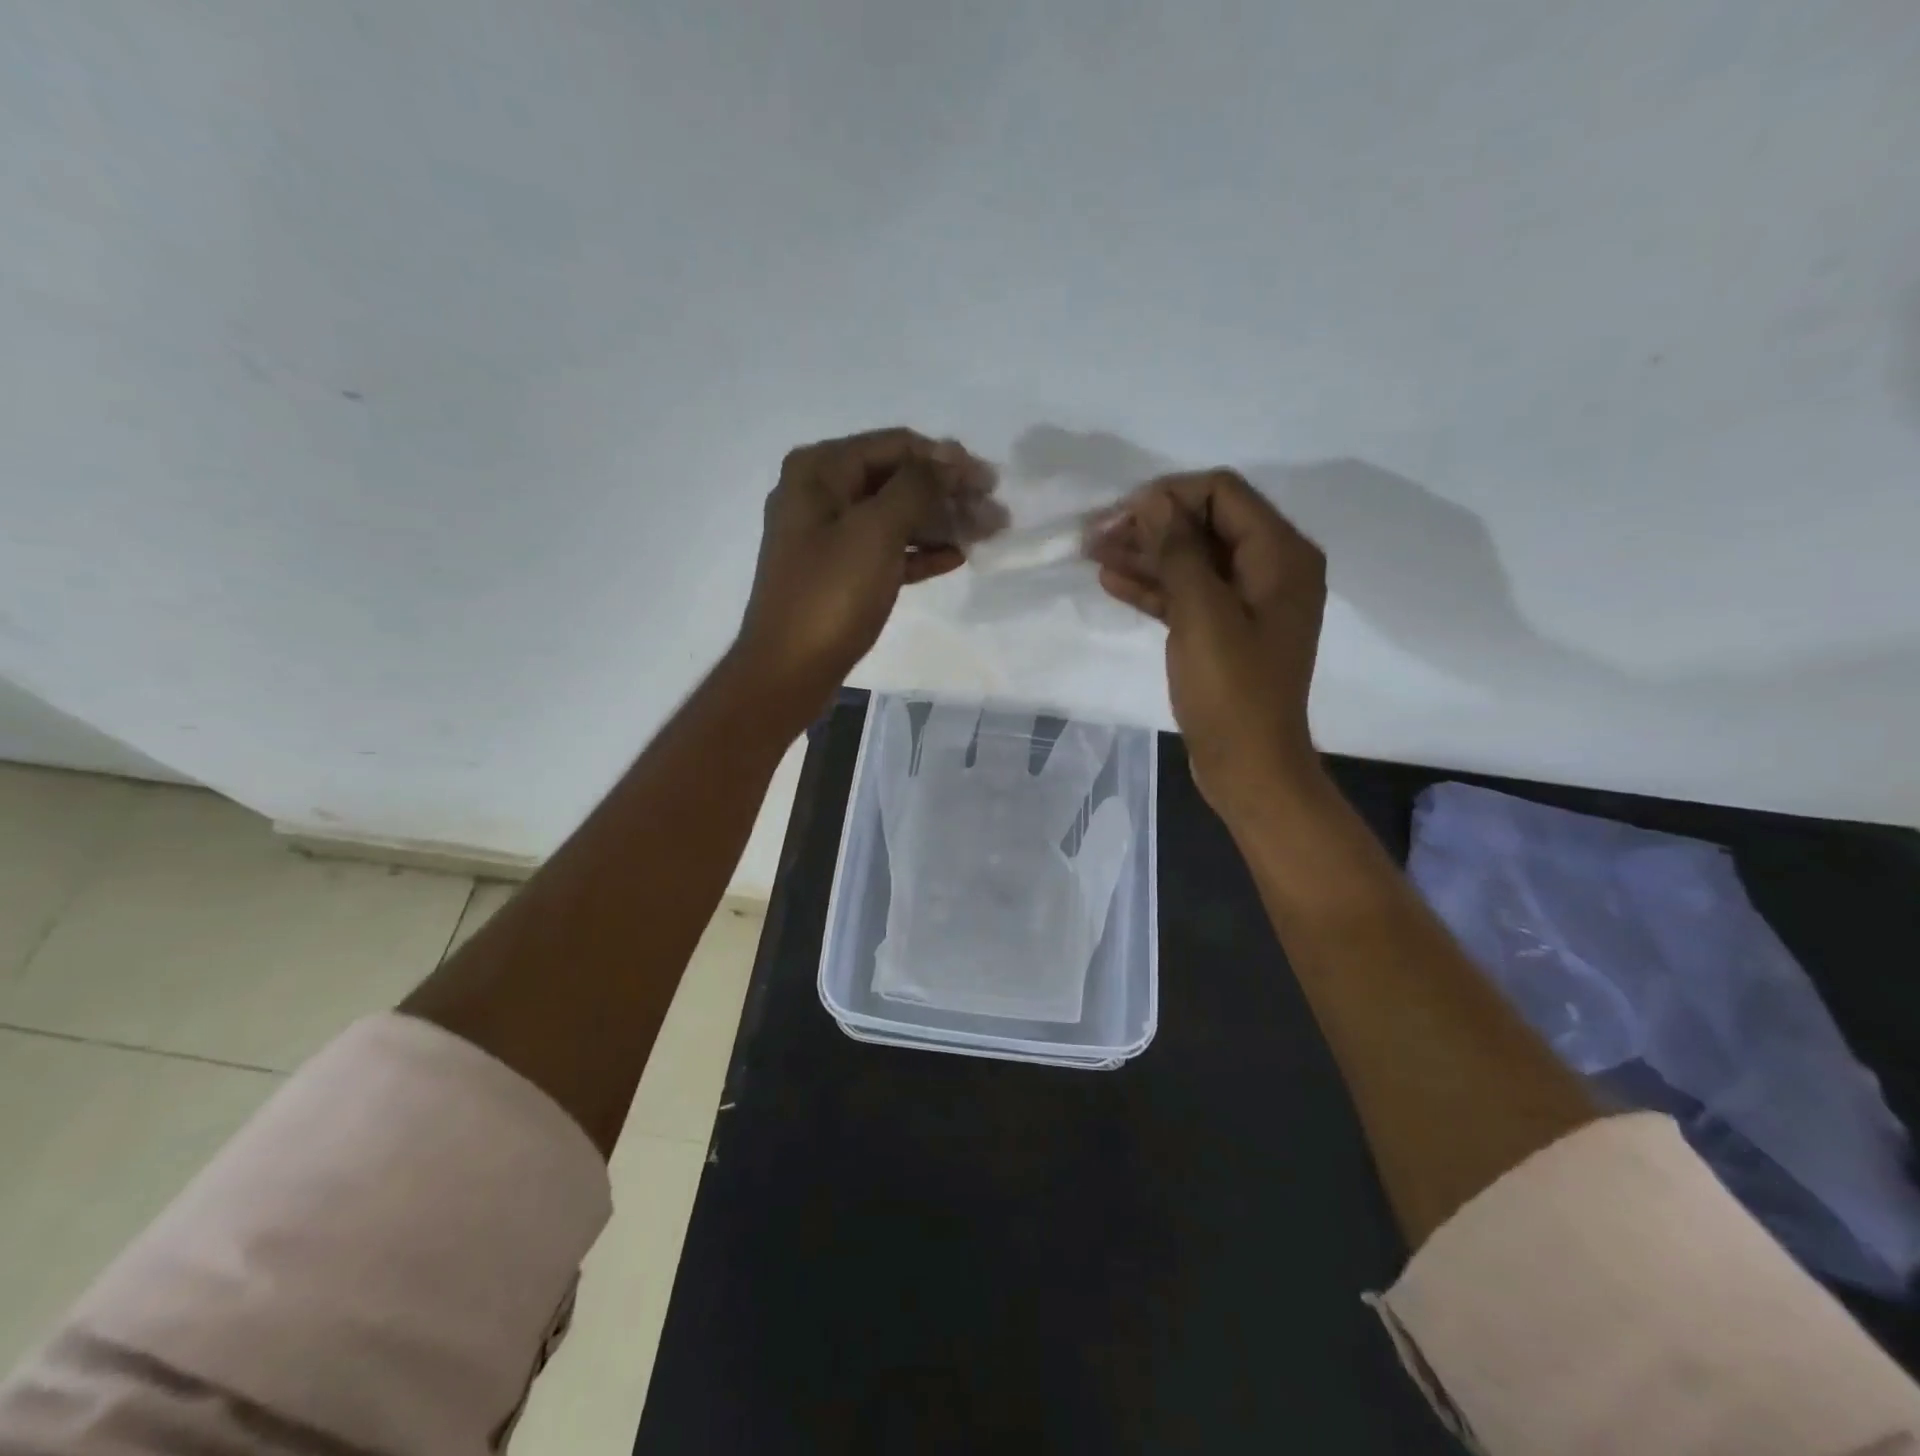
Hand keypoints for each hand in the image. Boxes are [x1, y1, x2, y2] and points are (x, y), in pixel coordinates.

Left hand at [733, 427, 1001, 716]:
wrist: (788, 670)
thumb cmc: (830, 594)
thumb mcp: (876, 531)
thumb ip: (917, 486)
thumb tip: (948, 458)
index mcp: (819, 470)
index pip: (895, 445)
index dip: (946, 459)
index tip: (989, 481)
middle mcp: (820, 493)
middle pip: (897, 480)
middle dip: (948, 494)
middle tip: (995, 513)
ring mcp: (829, 536)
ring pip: (895, 517)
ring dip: (941, 523)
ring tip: (987, 535)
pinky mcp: (839, 573)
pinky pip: (887, 550)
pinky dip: (920, 552)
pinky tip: (956, 558)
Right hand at [1089, 469, 1327, 815]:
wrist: (1247, 765)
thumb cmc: (1231, 690)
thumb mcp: (1202, 613)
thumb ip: (1179, 550)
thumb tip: (1153, 500)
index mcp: (1281, 555)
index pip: (1224, 494)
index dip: (1170, 495)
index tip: (1121, 513)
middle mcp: (1271, 569)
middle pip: (1206, 524)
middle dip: (1151, 525)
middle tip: (1096, 534)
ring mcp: (1248, 602)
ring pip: (1192, 560)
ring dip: (1145, 555)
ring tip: (1092, 554)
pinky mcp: (1226, 630)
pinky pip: (1189, 594)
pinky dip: (1154, 586)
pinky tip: (1111, 581)